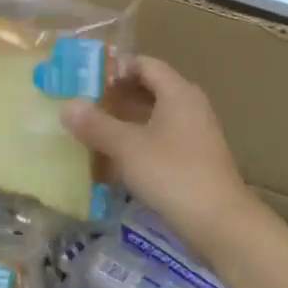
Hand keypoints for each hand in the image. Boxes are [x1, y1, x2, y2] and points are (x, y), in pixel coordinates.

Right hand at [62, 56, 255, 247]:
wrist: (220, 223)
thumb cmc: (172, 174)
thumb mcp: (127, 148)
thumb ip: (96, 125)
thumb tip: (67, 106)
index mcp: (178, 93)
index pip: (144, 64)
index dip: (115, 68)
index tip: (85, 79)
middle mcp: (190, 107)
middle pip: (149, 90)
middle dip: (115, 97)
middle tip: (83, 106)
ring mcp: (194, 135)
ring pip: (153, 118)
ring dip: (124, 123)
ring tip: (92, 132)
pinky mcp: (194, 160)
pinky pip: (160, 141)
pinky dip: (137, 144)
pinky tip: (114, 162)